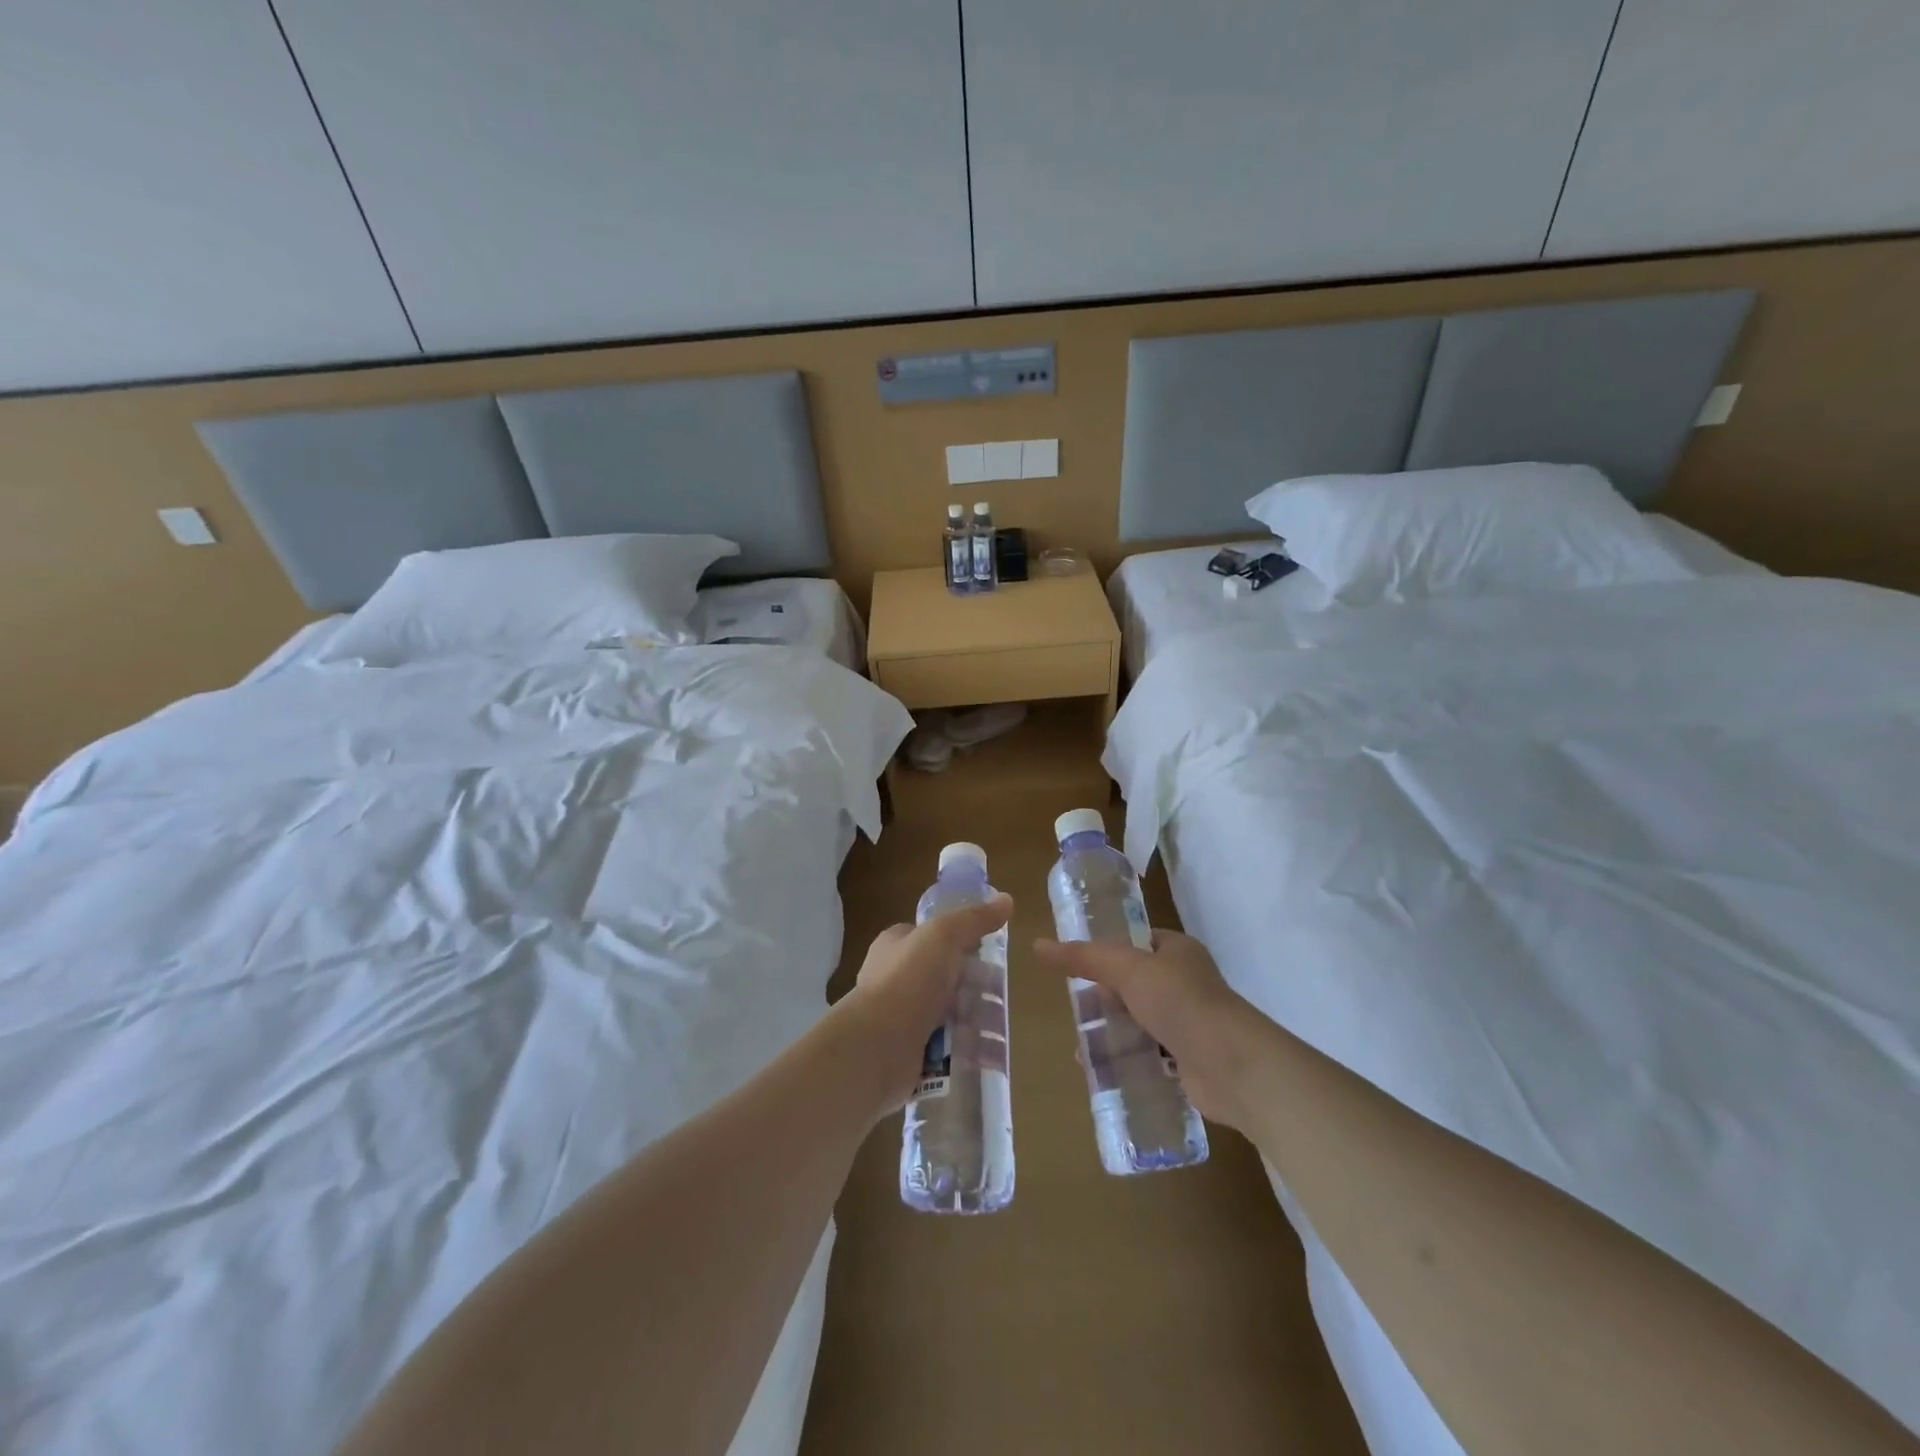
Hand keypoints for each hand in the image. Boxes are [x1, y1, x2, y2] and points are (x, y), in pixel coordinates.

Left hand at [835, 895, 1012, 1116]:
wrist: (876, 1047)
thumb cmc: (908, 981)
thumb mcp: (943, 936)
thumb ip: (974, 919)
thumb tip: (1006, 899)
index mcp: (896, 946)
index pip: (932, 936)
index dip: (962, 941)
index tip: (990, 952)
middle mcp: (896, 978)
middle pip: (946, 976)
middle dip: (975, 986)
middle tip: (1000, 995)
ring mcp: (901, 1017)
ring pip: (948, 1013)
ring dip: (975, 1020)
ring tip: (999, 1028)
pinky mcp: (910, 1051)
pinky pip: (946, 1047)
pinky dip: (966, 1049)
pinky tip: (987, 1053)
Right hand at [1032, 929, 1255, 1130]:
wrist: (1231, 1064)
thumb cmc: (1179, 1002)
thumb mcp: (1125, 969)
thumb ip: (1083, 958)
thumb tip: (1037, 945)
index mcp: (1178, 951)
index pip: (1137, 944)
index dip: (1107, 954)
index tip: (1077, 970)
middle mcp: (1187, 982)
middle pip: (1134, 985)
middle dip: (1104, 1000)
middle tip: (1076, 1014)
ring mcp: (1190, 1022)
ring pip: (1141, 1022)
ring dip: (1113, 1034)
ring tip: (1081, 1050)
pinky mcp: (1190, 1060)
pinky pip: (1151, 1056)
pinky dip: (1129, 1061)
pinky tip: (1104, 1073)